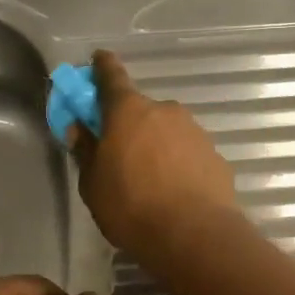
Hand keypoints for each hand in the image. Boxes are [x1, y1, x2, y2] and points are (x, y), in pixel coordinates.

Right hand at [68, 49, 239, 264]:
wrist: (195, 235)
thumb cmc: (132, 207)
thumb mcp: (93, 184)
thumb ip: (85, 151)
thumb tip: (80, 129)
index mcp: (129, 111)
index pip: (111, 76)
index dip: (102, 67)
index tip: (98, 59)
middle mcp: (165, 111)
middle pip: (141, 111)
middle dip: (130, 126)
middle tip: (121, 155)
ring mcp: (195, 131)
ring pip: (167, 132)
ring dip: (157, 147)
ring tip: (150, 182)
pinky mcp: (215, 156)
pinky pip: (188, 154)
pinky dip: (179, 165)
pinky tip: (175, 193)